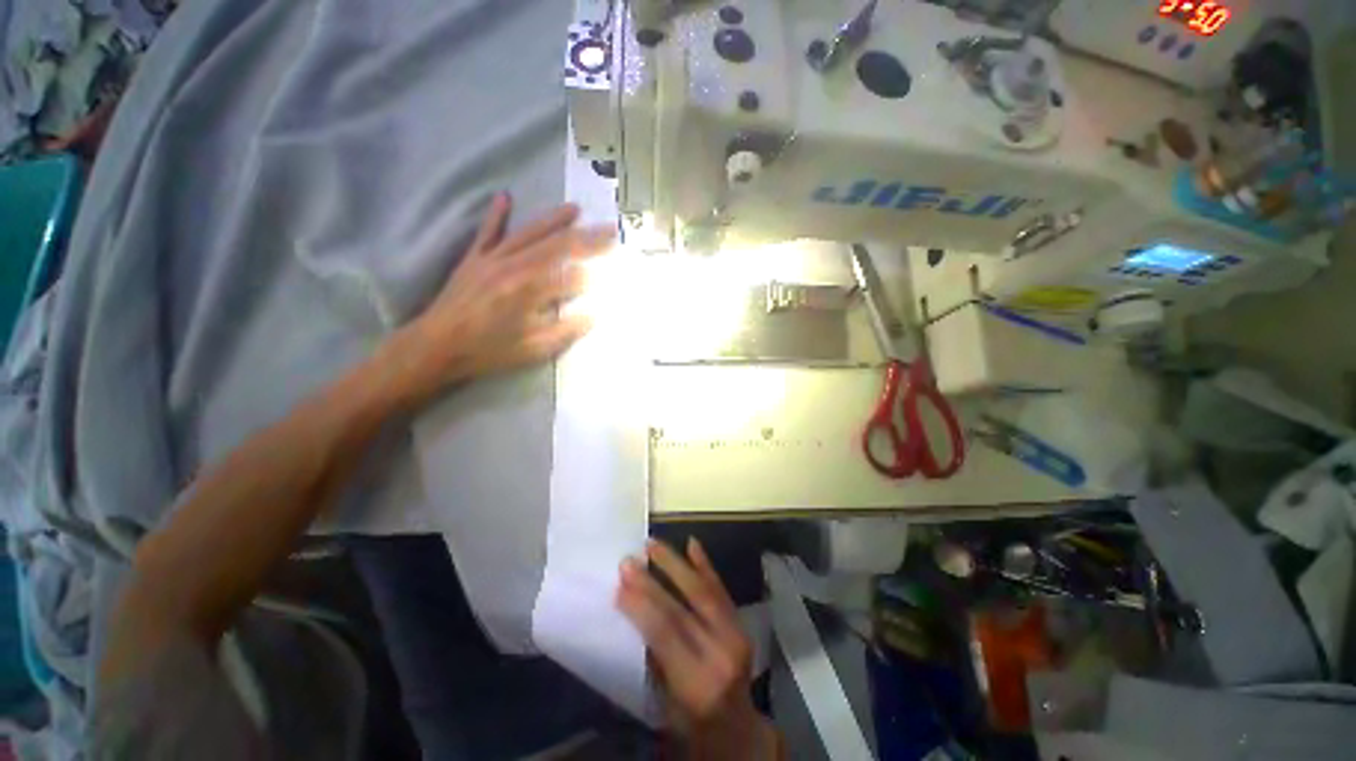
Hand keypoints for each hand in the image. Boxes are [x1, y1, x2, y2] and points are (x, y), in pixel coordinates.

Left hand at [396, 194, 613, 397]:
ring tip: (576, 209)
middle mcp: (512, 268)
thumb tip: (592, 315)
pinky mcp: (474, 259)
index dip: (591, 274)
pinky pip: (487, 233)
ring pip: (528, 233)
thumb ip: (565, 331)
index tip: (609, 273)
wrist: (437, 345)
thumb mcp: (533, 350)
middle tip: (610, 230)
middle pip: (556, 247)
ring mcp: (491, 259)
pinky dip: (496, 215)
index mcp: (528, 292)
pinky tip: (505, 197)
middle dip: (587, 238)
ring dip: (554, 220)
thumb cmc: (488, 351)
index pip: (569, 276)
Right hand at [617, 539, 780, 758]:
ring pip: (703, 590)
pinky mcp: (741, 623)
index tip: (620, 584)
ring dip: (676, 564)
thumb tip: (633, 608)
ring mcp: (736, 635)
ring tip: (653, 545)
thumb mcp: (664, 702)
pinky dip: (705, 565)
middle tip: (630, 560)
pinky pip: (720, 589)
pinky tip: (692, 544)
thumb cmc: (691, 723)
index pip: (665, 634)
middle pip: (682, 608)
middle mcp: (720, 654)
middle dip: (652, 581)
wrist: (738, 729)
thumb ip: (652, 657)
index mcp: (697, 683)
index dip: (641, 606)